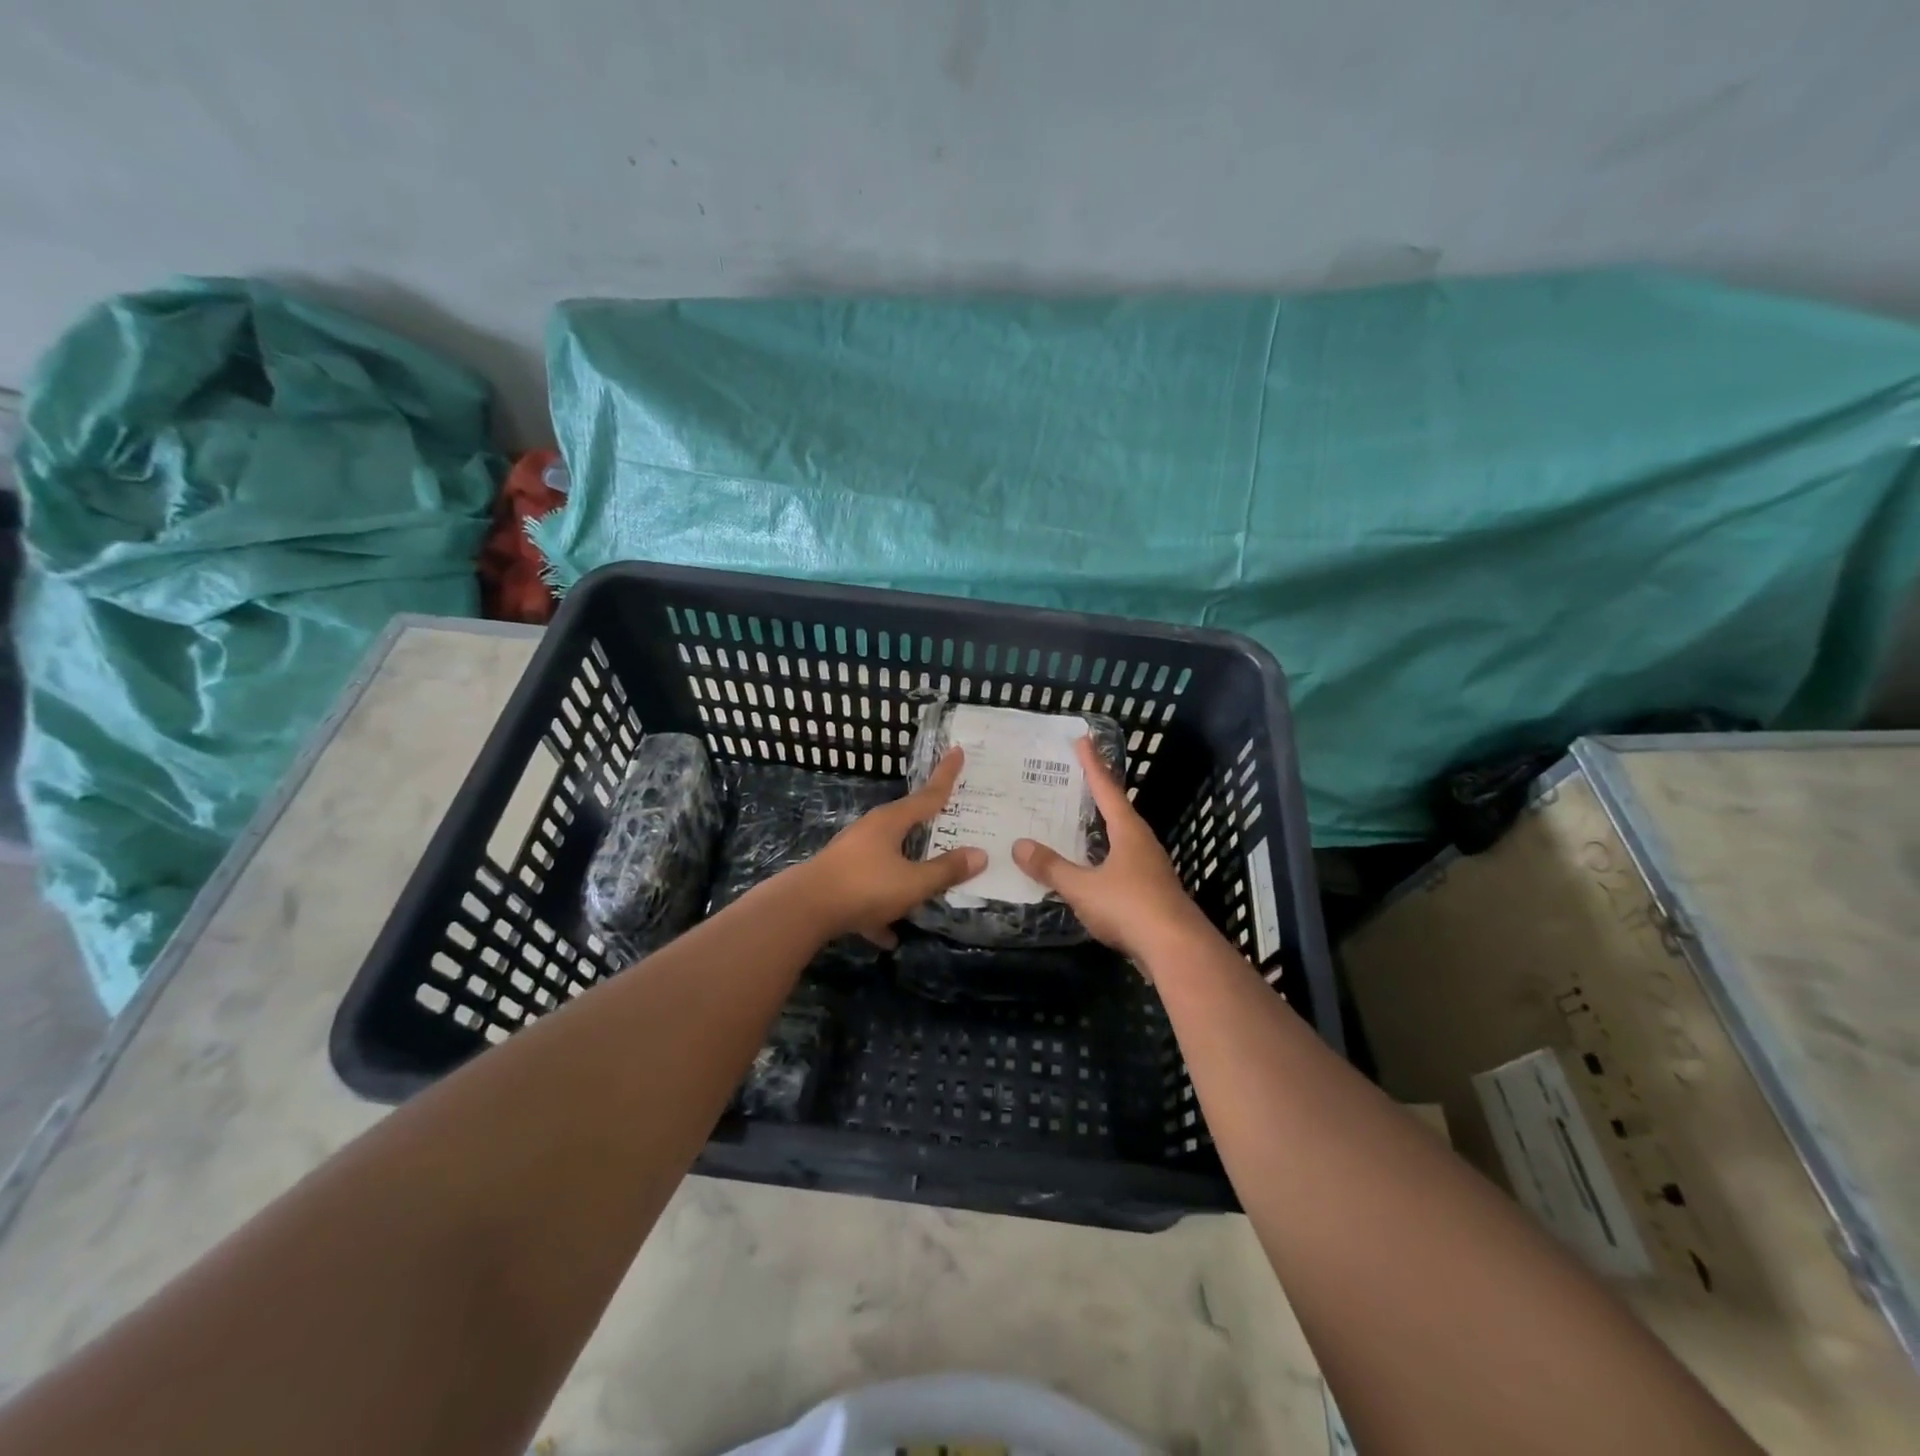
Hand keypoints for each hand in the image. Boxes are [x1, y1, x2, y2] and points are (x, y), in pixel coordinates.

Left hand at [791, 748, 985, 947]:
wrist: (804, 910)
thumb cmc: (865, 887)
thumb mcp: (913, 882)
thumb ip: (946, 870)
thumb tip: (980, 854)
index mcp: (891, 822)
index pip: (928, 795)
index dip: (946, 775)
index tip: (958, 750)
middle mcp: (871, 831)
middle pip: (907, 824)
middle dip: (928, 826)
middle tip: (951, 821)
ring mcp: (852, 855)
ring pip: (888, 859)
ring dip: (906, 873)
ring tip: (926, 889)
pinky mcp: (839, 881)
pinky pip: (870, 891)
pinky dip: (881, 908)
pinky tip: (889, 935)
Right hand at [1013, 736, 1208, 969]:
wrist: (1177, 949)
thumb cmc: (1129, 906)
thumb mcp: (1082, 887)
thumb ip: (1051, 867)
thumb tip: (1019, 845)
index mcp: (1128, 831)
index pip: (1106, 789)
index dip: (1092, 765)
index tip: (1083, 740)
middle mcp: (1142, 843)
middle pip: (1118, 810)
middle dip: (1098, 793)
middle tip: (1076, 778)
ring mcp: (1150, 868)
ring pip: (1122, 839)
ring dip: (1102, 828)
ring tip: (1080, 821)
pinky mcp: (1152, 893)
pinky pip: (1122, 864)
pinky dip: (1104, 857)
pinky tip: (1093, 868)